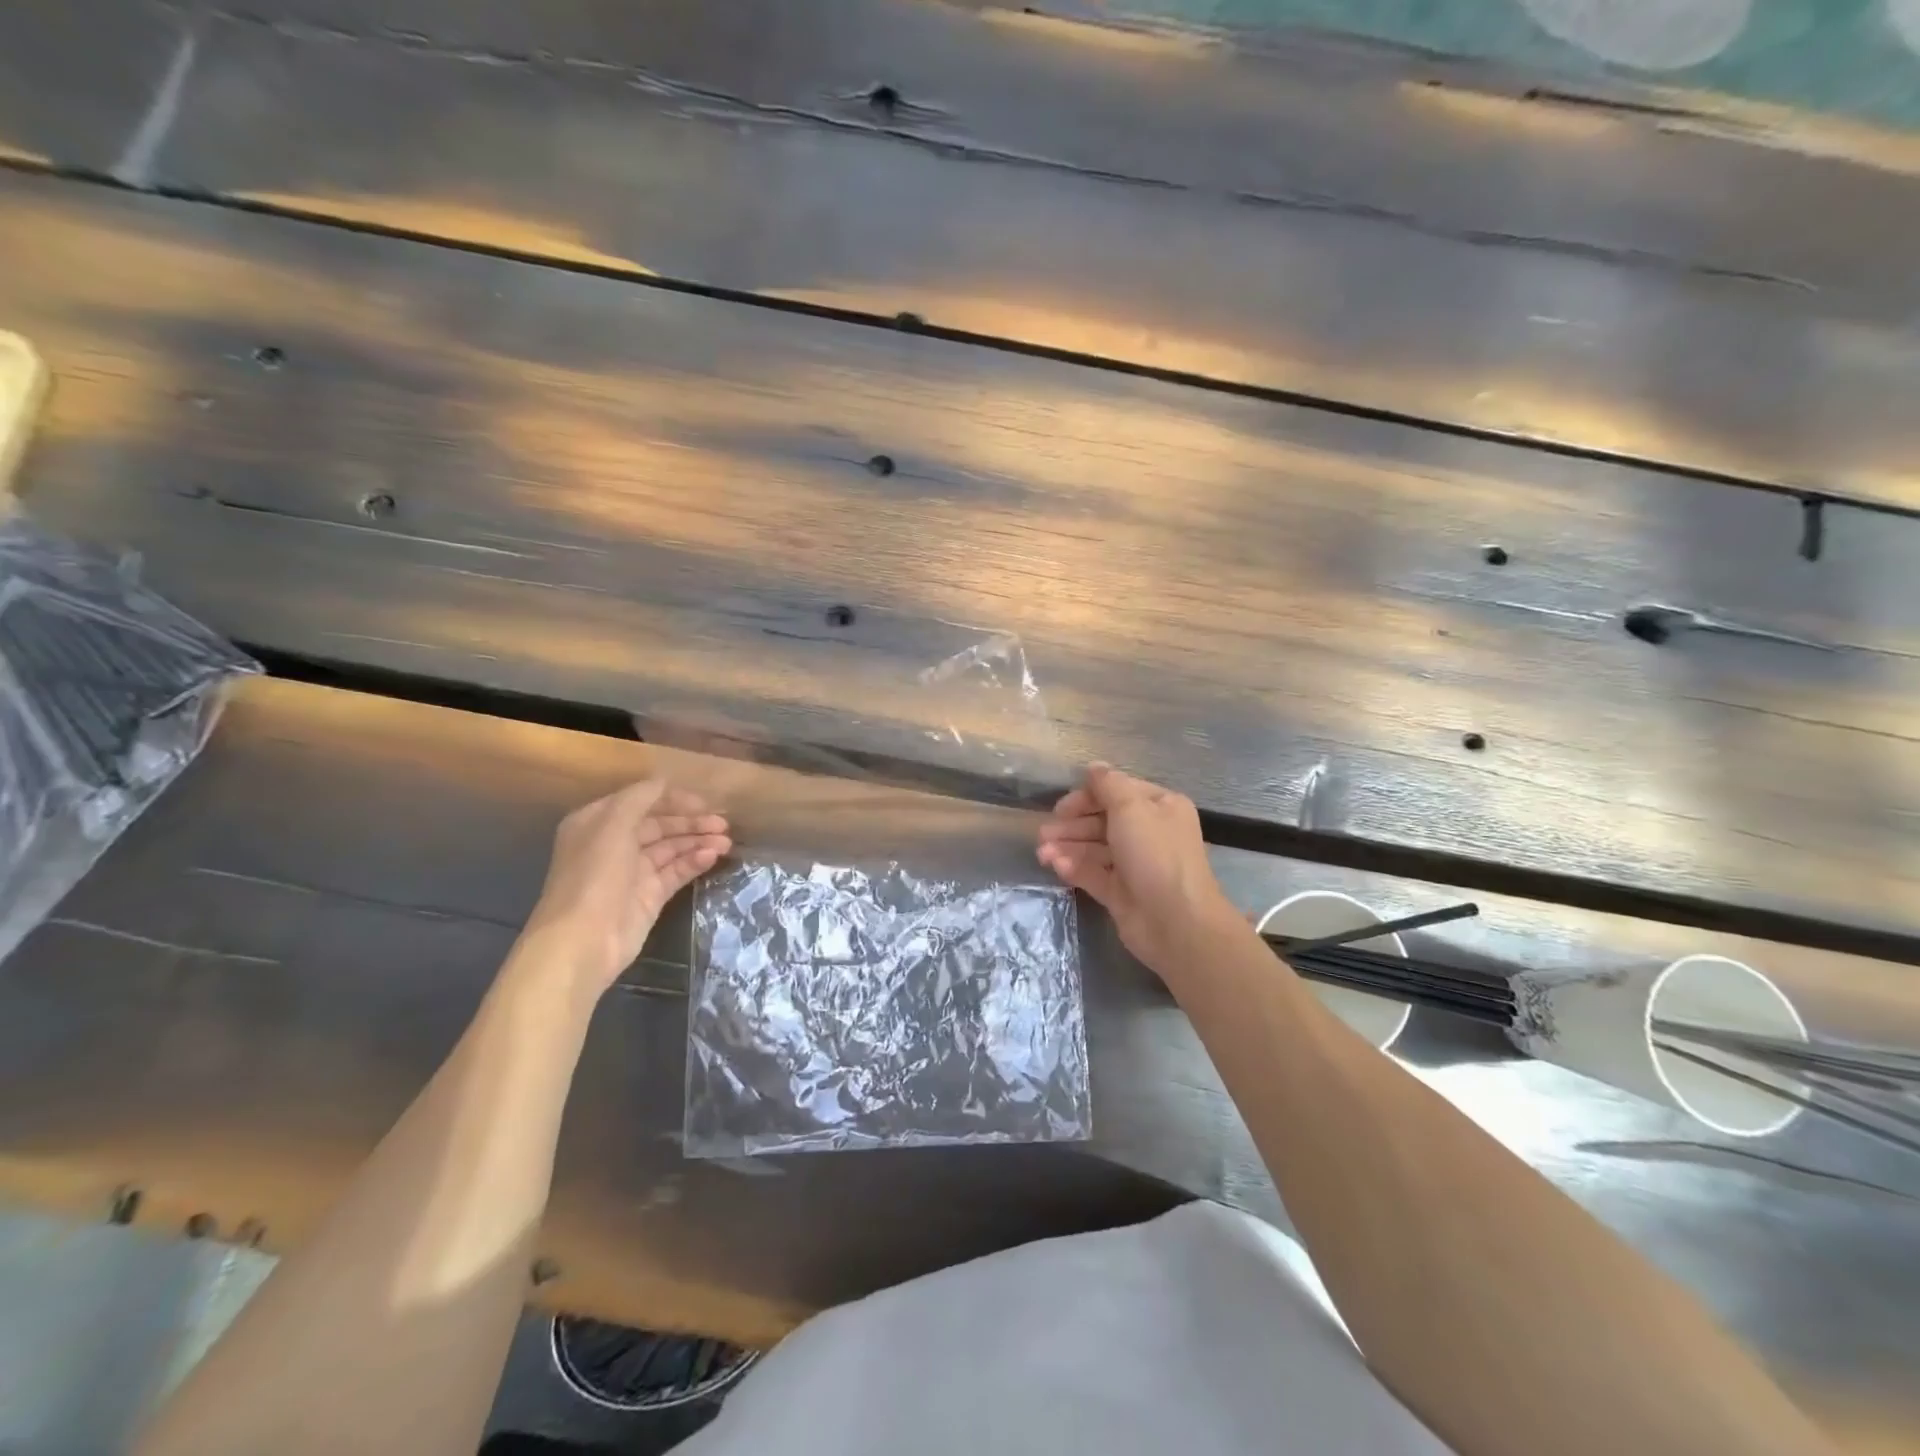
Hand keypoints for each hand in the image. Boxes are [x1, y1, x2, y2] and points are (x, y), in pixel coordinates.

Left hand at [515, 779, 731, 1002]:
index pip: (642, 801)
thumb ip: (639, 798)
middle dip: (691, 821)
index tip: (704, 801)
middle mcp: (615, 844)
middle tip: (723, 822)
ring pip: (671, 848)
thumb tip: (663, 782)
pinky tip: (713, 856)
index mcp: (598, 822)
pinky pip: (675, 872)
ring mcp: (633, 872)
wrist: (583, 940)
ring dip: (698, 841)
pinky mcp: (649, 896)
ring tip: (726, 841)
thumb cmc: (595, 876)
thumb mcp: (612, 826)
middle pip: (660, 825)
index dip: (673, 799)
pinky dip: (694, 862)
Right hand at [1037, 763, 1237, 979]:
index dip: (1088, 796)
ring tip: (1042, 853)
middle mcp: (1150, 833)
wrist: (1176, 922)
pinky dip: (1075, 868)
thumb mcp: (1130, 808)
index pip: (1118, 792)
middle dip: (1073, 825)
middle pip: (1103, 821)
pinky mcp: (1122, 892)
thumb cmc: (1155, 854)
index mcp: (1160, 807)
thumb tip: (1094, 766)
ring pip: (1095, 848)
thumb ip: (1107, 785)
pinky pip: (1095, 873)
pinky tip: (1056, 866)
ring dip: (1068, 847)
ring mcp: (1136, 865)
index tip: (1061, 806)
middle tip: (1044, 833)